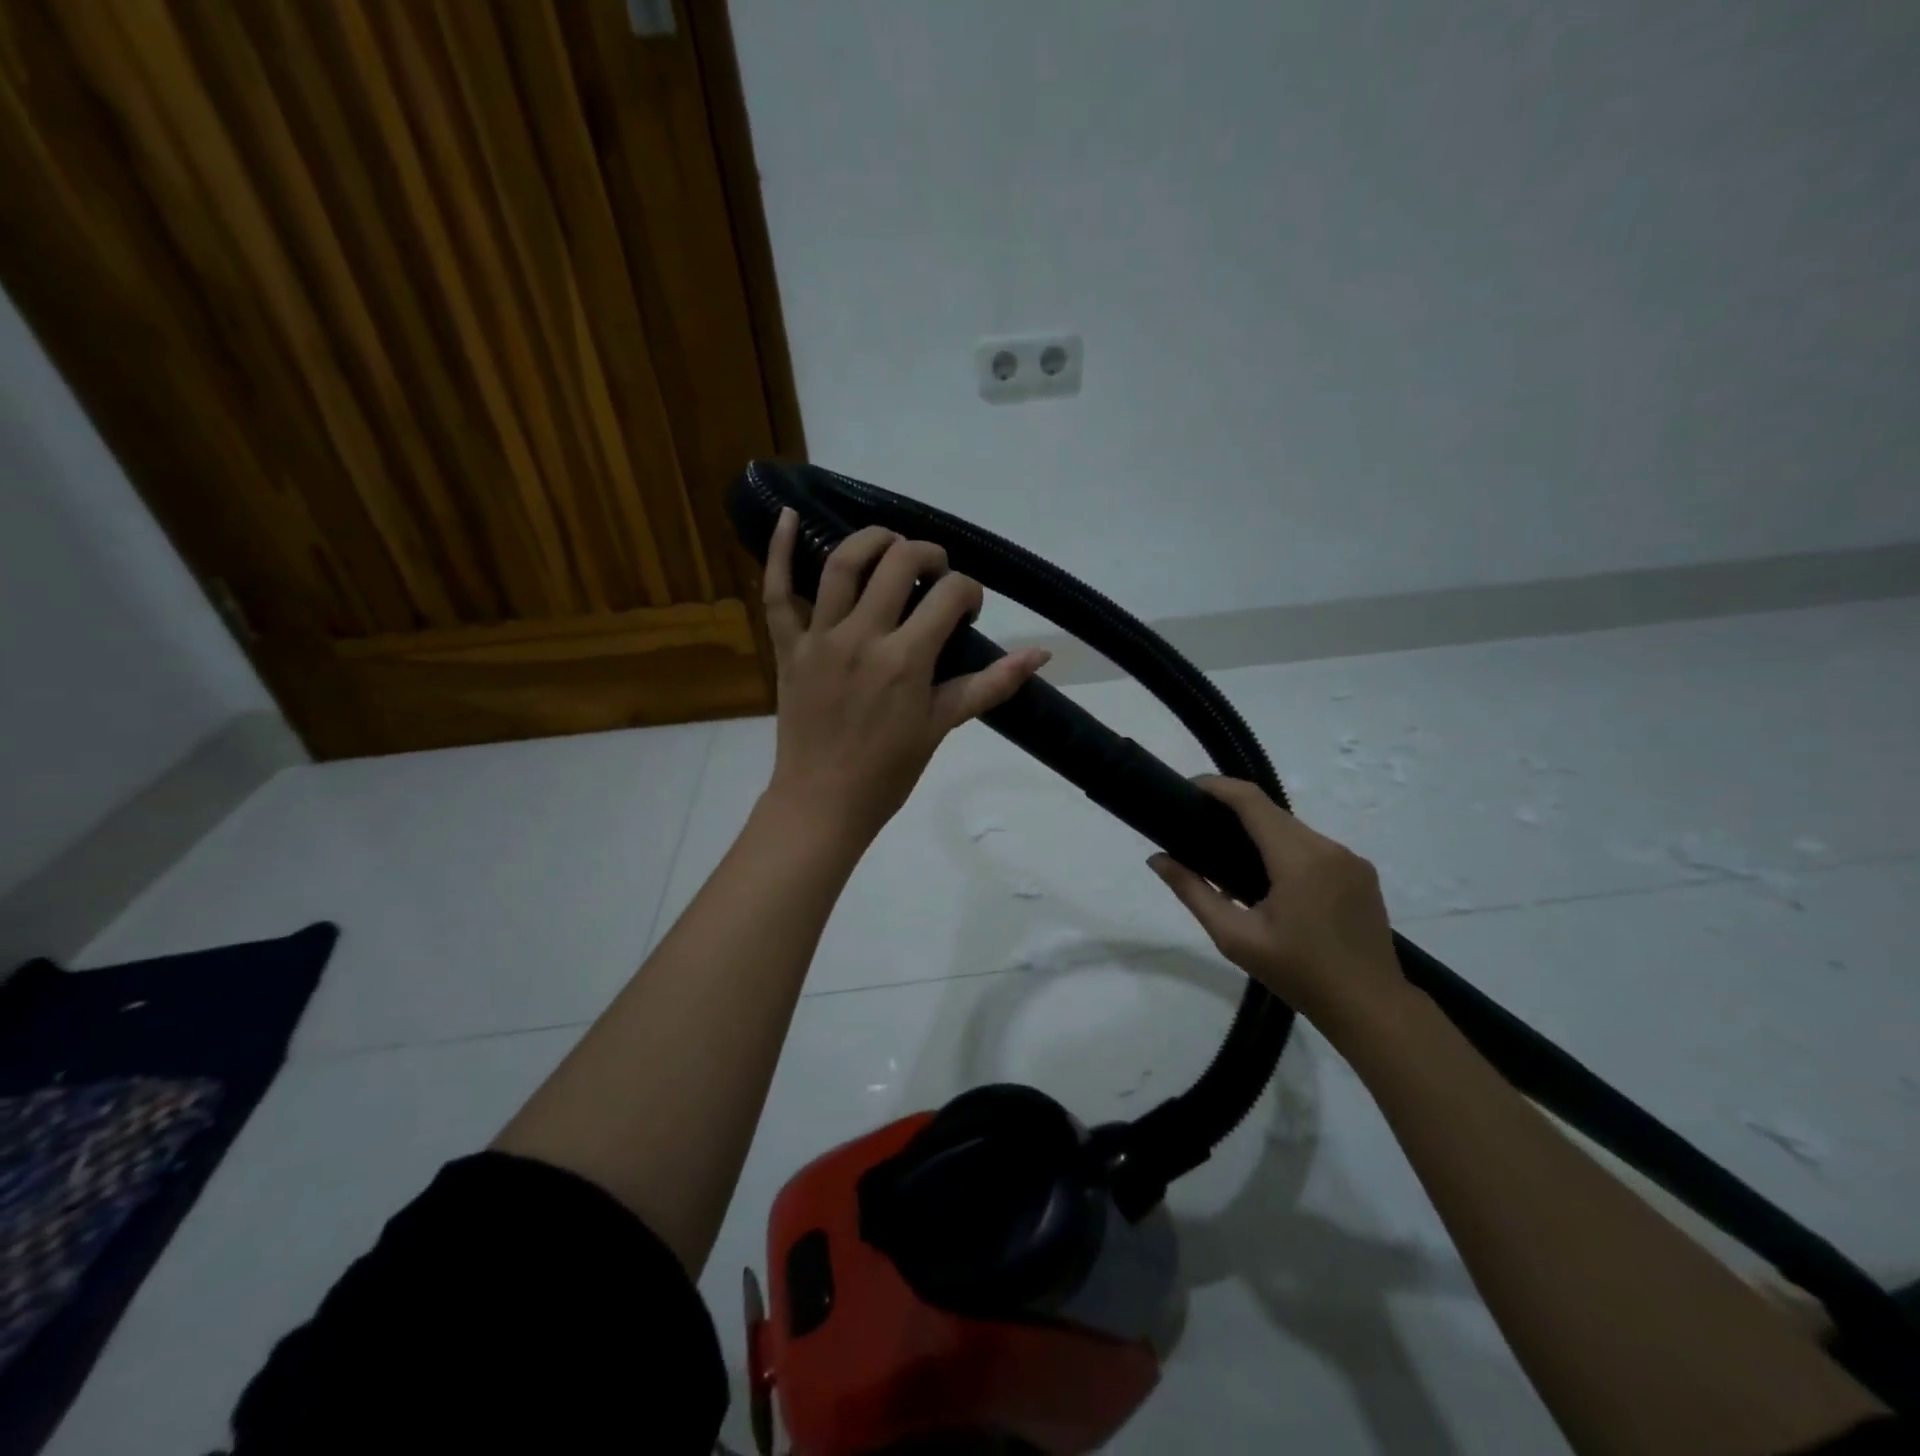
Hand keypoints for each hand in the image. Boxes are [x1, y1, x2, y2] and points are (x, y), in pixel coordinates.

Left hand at [759, 508, 1049, 846]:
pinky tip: (787, 514)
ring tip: (891, 543)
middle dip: (928, 555)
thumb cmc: (888, 770)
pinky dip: (778, 550)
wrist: (823, 802)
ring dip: (872, 540)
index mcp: (906, 659)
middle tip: (936, 572)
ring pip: (842, 563)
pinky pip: (776, 591)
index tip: (967, 612)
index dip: (968, 593)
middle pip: (899, 563)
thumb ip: (991, 685)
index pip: (948, 596)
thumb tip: (1041, 654)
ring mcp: (820, 637)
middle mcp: (863, 635)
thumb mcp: (943, 725)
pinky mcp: (788, 646)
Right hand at [1148, 777, 1411, 1038]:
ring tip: (1231, 858)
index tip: (1189, 788)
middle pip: (1273, 813)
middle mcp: (1329, 848)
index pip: (1252, 801)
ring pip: (1295, 829)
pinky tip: (1271, 879)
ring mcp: (1351, 859)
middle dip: (1236, 810)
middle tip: (1200, 827)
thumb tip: (1157, 859)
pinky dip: (1287, 850)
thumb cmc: (1297, 973)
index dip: (1218, 787)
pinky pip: (1315, 847)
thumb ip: (1193, 892)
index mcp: (1298, 859)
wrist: (1371, 1007)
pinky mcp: (1362, 873)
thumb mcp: (1235, 938)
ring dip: (1262, 832)